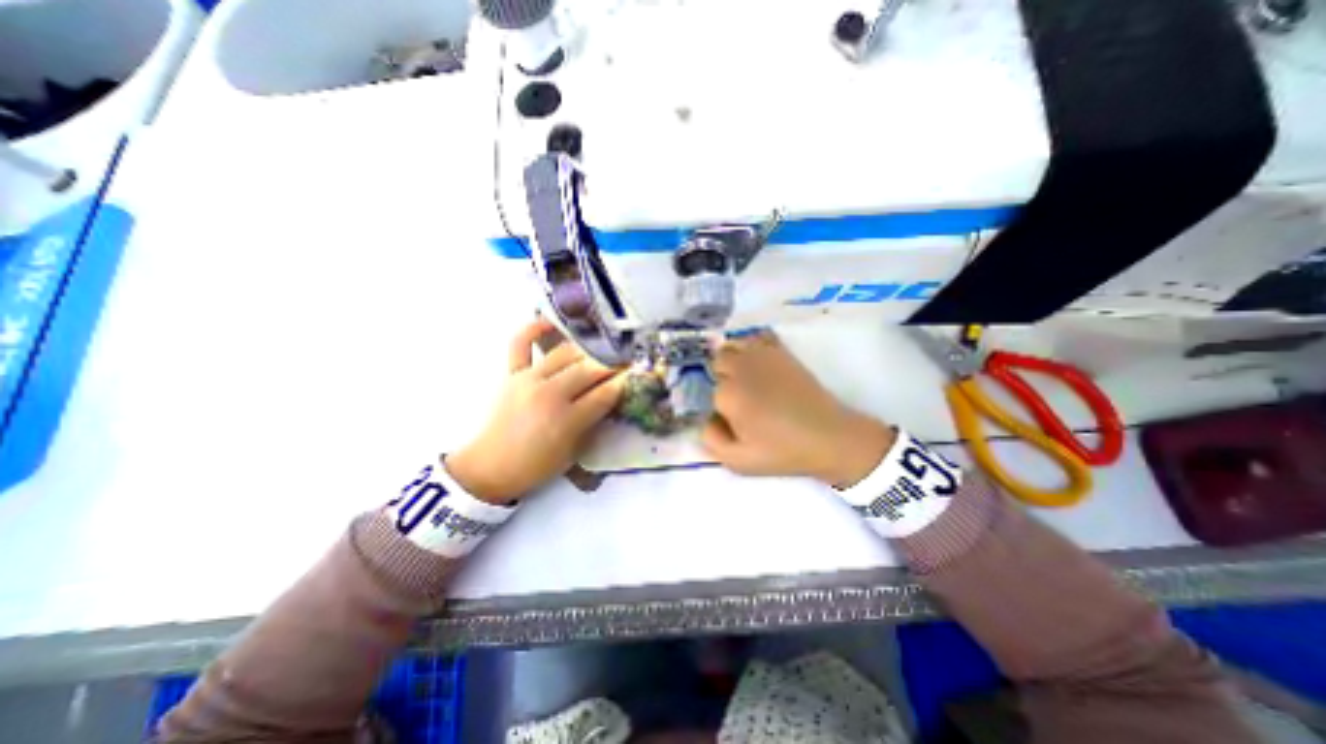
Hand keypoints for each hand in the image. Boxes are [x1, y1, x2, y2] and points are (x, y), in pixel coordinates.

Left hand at [451, 317, 626, 502]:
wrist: (490, 467)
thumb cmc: (537, 465)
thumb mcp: (574, 451)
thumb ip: (594, 421)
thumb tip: (612, 396)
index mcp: (566, 419)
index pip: (605, 393)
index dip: (625, 383)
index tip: (638, 374)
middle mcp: (549, 393)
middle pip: (589, 370)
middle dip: (612, 364)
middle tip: (626, 361)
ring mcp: (528, 379)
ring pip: (565, 353)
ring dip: (588, 351)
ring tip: (602, 350)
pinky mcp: (512, 374)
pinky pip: (520, 343)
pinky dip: (534, 329)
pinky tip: (551, 322)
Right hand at [697, 331, 896, 488]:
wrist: (830, 437)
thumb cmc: (783, 452)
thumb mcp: (739, 462)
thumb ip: (711, 440)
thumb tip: (706, 419)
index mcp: (729, 395)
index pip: (709, 392)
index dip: (719, 406)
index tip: (731, 419)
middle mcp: (742, 369)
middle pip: (717, 361)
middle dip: (721, 377)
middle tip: (737, 397)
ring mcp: (763, 357)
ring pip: (732, 345)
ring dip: (732, 359)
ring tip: (743, 377)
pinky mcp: (782, 352)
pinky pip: (758, 336)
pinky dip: (752, 345)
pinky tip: (757, 361)